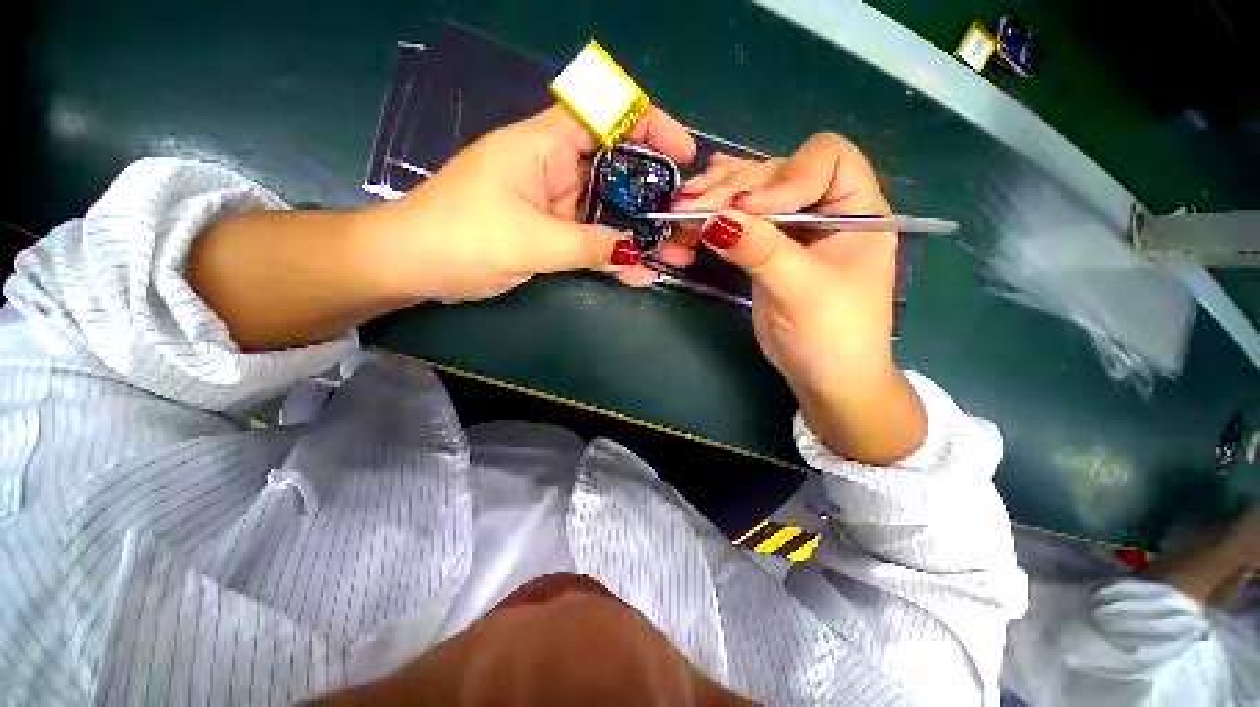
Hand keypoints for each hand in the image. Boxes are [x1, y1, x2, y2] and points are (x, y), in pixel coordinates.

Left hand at [368, 105, 695, 302]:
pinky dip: (613, 255)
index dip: (650, 124)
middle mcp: (553, 168)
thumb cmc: (459, 239)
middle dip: (655, 195)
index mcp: (542, 145)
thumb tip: (635, 254)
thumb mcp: (529, 242)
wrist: (411, 265)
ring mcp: (553, 204)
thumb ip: (587, 246)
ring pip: (607, 211)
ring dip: (640, 233)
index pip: (606, 113)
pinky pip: (590, 239)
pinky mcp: (550, 232)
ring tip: (675, 254)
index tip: (683, 153)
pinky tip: (638, 274)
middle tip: (686, 220)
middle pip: (616, 170)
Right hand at [671, 134, 925, 463]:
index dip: (786, 175)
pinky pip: (741, 223)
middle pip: (779, 174)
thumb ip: (762, 251)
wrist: (824, 377)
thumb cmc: (832, 337)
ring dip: (717, 198)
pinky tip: (696, 202)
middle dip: (735, 186)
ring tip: (684, 204)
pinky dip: (717, 214)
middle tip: (693, 203)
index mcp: (857, 211)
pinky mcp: (768, 251)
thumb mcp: (801, 291)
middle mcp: (825, 211)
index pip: (827, 160)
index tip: (750, 208)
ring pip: (754, 197)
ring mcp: (793, 231)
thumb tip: (715, 219)